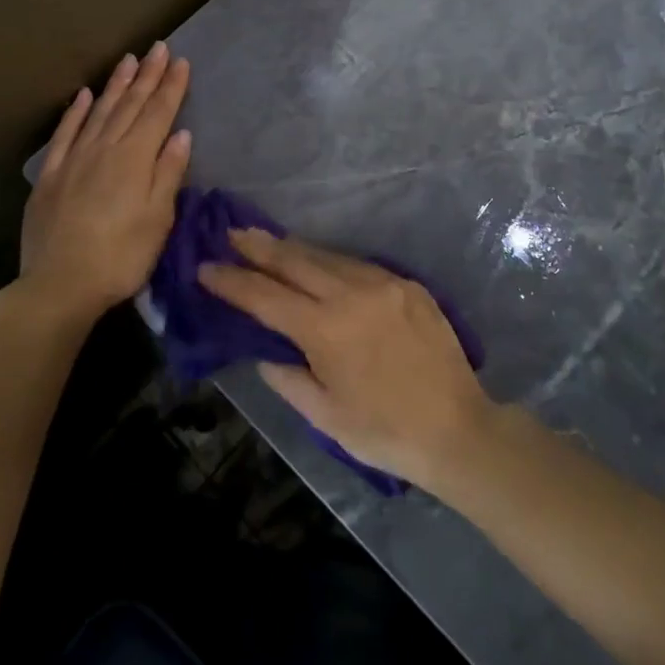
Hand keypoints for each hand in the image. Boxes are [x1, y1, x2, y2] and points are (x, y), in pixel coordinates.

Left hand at [18, 42, 190, 322]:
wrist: (59, 285)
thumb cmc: (120, 257)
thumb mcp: (157, 219)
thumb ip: (168, 173)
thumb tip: (180, 133)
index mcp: (135, 159)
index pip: (158, 113)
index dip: (171, 87)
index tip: (181, 61)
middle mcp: (105, 148)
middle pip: (130, 105)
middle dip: (147, 75)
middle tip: (158, 48)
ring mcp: (75, 159)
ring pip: (99, 111)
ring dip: (115, 84)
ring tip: (128, 59)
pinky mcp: (51, 175)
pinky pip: (65, 133)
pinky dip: (76, 111)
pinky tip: (84, 95)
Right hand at [198, 230, 496, 492]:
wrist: (458, 429)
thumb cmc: (384, 432)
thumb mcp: (324, 416)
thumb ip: (287, 377)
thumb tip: (264, 350)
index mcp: (325, 330)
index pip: (265, 297)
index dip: (231, 281)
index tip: (205, 267)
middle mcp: (351, 294)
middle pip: (294, 261)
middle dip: (258, 247)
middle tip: (231, 233)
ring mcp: (382, 283)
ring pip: (326, 256)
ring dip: (293, 249)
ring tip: (266, 241)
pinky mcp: (407, 283)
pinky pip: (358, 264)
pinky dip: (330, 261)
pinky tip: (319, 262)